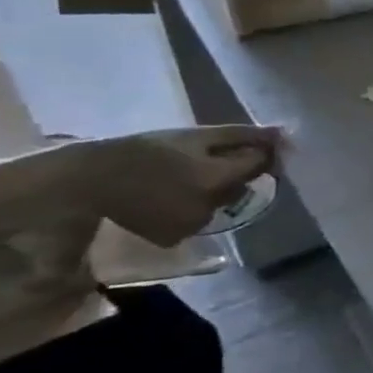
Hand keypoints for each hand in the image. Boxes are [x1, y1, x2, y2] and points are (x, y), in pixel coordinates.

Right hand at [84, 126, 281, 248]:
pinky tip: (169, 196)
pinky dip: (192, 207)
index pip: (259, 164)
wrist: (89, 179)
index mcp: (218, 179)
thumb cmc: (146, 150)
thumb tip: (284, 133)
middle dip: (231, 171)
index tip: (243, 145)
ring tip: (180, 177)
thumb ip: (244, 135)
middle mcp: (210, 207)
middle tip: (199, 160)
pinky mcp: (173, 238)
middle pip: (240, 184)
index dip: (257, 152)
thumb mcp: (196, 136)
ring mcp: (192, 226)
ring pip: (220, 203)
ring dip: (212, 190)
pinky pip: (198, 218)